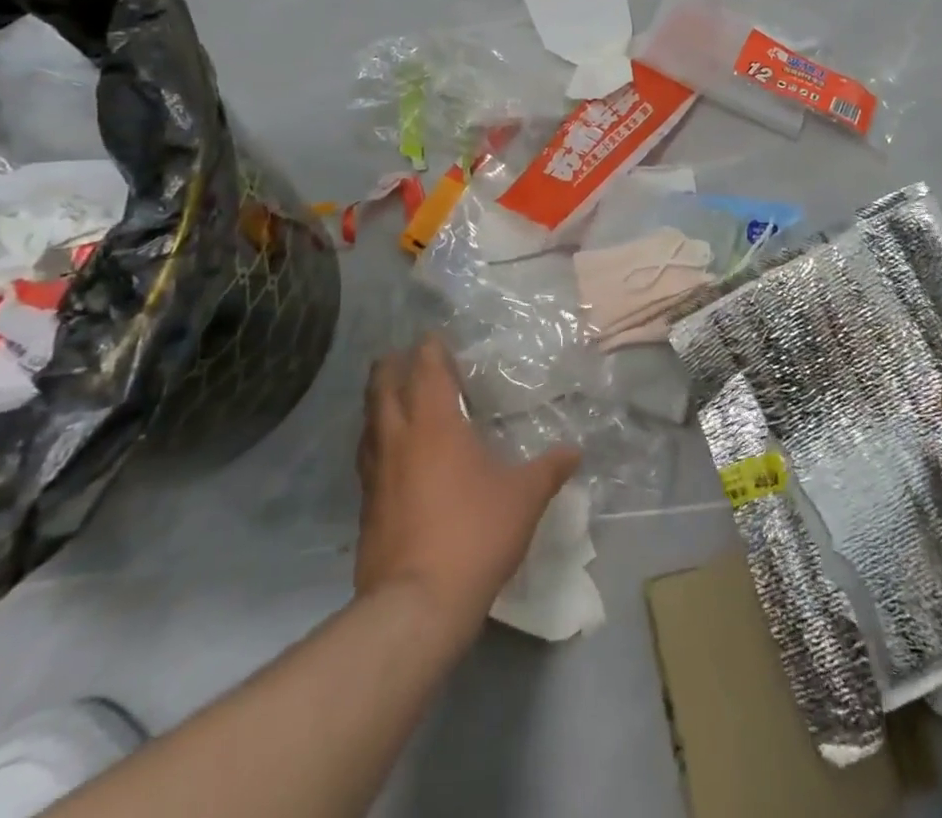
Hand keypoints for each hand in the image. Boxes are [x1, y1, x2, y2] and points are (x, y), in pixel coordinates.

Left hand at [354, 337, 580, 645]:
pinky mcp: (366, 508)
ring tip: (390, 399)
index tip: (434, 336)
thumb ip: (550, 468)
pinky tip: (390, 457)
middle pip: (382, 388)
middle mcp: (398, 439)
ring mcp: (375, 474)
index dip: (430, 348)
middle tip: (401, 356)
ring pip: (368, 423)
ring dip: (377, 404)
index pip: (426, 369)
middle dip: (390, 366)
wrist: (417, 605)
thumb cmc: (474, 533)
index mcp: (435, 423)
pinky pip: (367, 459)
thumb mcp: (524, 498)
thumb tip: (575, 451)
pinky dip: (376, 444)